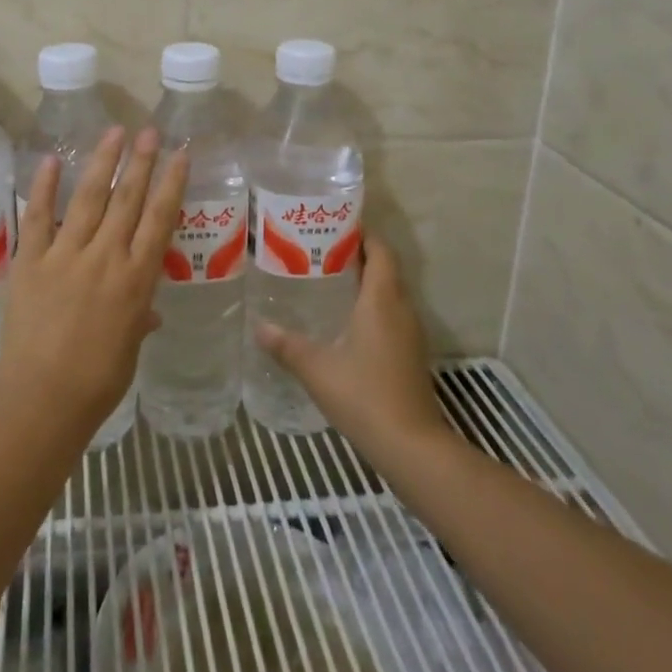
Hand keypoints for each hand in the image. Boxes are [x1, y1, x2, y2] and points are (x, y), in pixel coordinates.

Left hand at [0, 126, 187, 440]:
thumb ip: (139, 320)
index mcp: (136, 279)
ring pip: (89, 199)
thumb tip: (149, 311)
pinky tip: (52, 160)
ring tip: (113, 132)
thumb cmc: (96, 381)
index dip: (171, 184)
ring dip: (102, 162)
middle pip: (127, 200)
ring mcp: (66, 255)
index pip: (159, 220)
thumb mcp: (129, 349)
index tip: (180, 154)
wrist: (42, 397)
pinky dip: (44, 187)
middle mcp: (106, 257)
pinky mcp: (31, 260)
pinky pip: (38, 217)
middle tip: (148, 131)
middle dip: (140, 162)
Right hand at [254, 235, 451, 463]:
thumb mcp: (317, 368)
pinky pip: (392, 315)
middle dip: (358, 255)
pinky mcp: (411, 355)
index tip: (335, 224)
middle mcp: (401, 309)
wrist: (413, 447)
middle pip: (385, 268)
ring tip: (327, 279)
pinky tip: (345, 321)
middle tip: (320, 250)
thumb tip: (259, 327)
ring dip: (366, 281)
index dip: (363, 234)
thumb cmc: (365, 396)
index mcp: (382, 300)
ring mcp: (411, 334)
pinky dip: (372, 306)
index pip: (380, 251)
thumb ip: (286, 345)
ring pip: (390, 293)